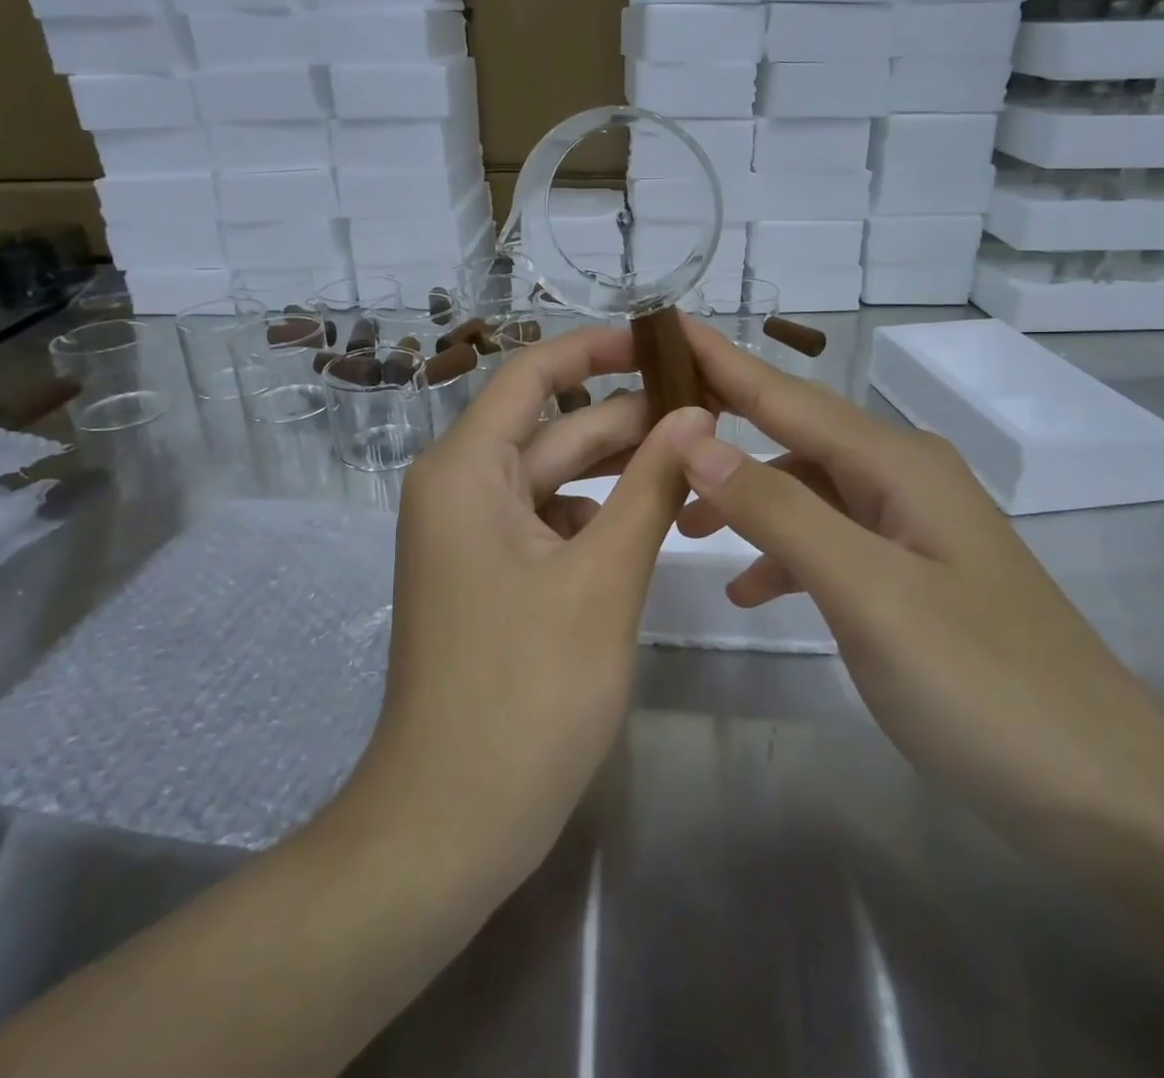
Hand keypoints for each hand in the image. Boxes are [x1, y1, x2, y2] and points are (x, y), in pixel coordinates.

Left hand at [353, 326, 701, 890]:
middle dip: (628, 418)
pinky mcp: (493, 577)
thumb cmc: (525, 693)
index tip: (662, 341)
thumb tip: (697, 414)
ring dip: (621, 470)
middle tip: (712, 411)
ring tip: (700, 463)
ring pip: (557, 478)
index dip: (596, 349)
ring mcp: (475, 537)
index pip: (532, 375)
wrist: (451, 823)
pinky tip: (655, 522)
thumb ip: (652, 486)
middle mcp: (461, 489)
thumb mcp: (602, 577)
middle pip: (554, 429)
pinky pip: (552, 523)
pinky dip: (601, 516)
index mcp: (467, 470)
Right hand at [666, 319, 1163, 832]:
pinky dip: (784, 552)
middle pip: (794, 435)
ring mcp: (912, 526)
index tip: (664, 326)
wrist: (1106, 792)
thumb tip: (695, 438)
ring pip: (807, 489)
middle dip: (721, 428)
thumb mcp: (866, 592)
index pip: (787, 395)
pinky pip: (830, 539)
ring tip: (681, 525)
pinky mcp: (913, 574)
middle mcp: (904, 477)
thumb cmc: (982, 684)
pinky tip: (751, 589)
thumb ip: (778, 511)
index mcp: (897, 463)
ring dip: (746, 499)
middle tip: (646, 429)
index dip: (722, 360)